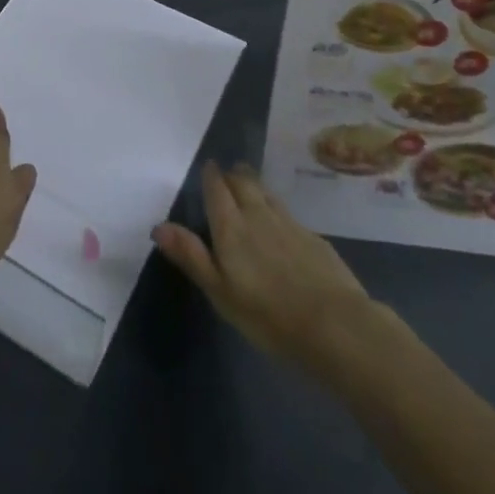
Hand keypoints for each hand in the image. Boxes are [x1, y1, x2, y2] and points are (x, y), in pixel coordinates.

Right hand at [153, 161, 374, 366]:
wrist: (335, 325)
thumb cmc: (269, 315)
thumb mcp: (221, 292)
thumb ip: (191, 256)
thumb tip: (158, 226)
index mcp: (231, 227)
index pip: (217, 189)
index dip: (211, 176)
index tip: (208, 168)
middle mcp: (258, 215)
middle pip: (243, 182)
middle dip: (232, 174)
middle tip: (226, 173)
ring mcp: (289, 223)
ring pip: (266, 192)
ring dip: (254, 185)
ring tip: (248, 183)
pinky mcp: (313, 237)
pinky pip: (287, 212)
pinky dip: (276, 208)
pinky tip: (280, 223)